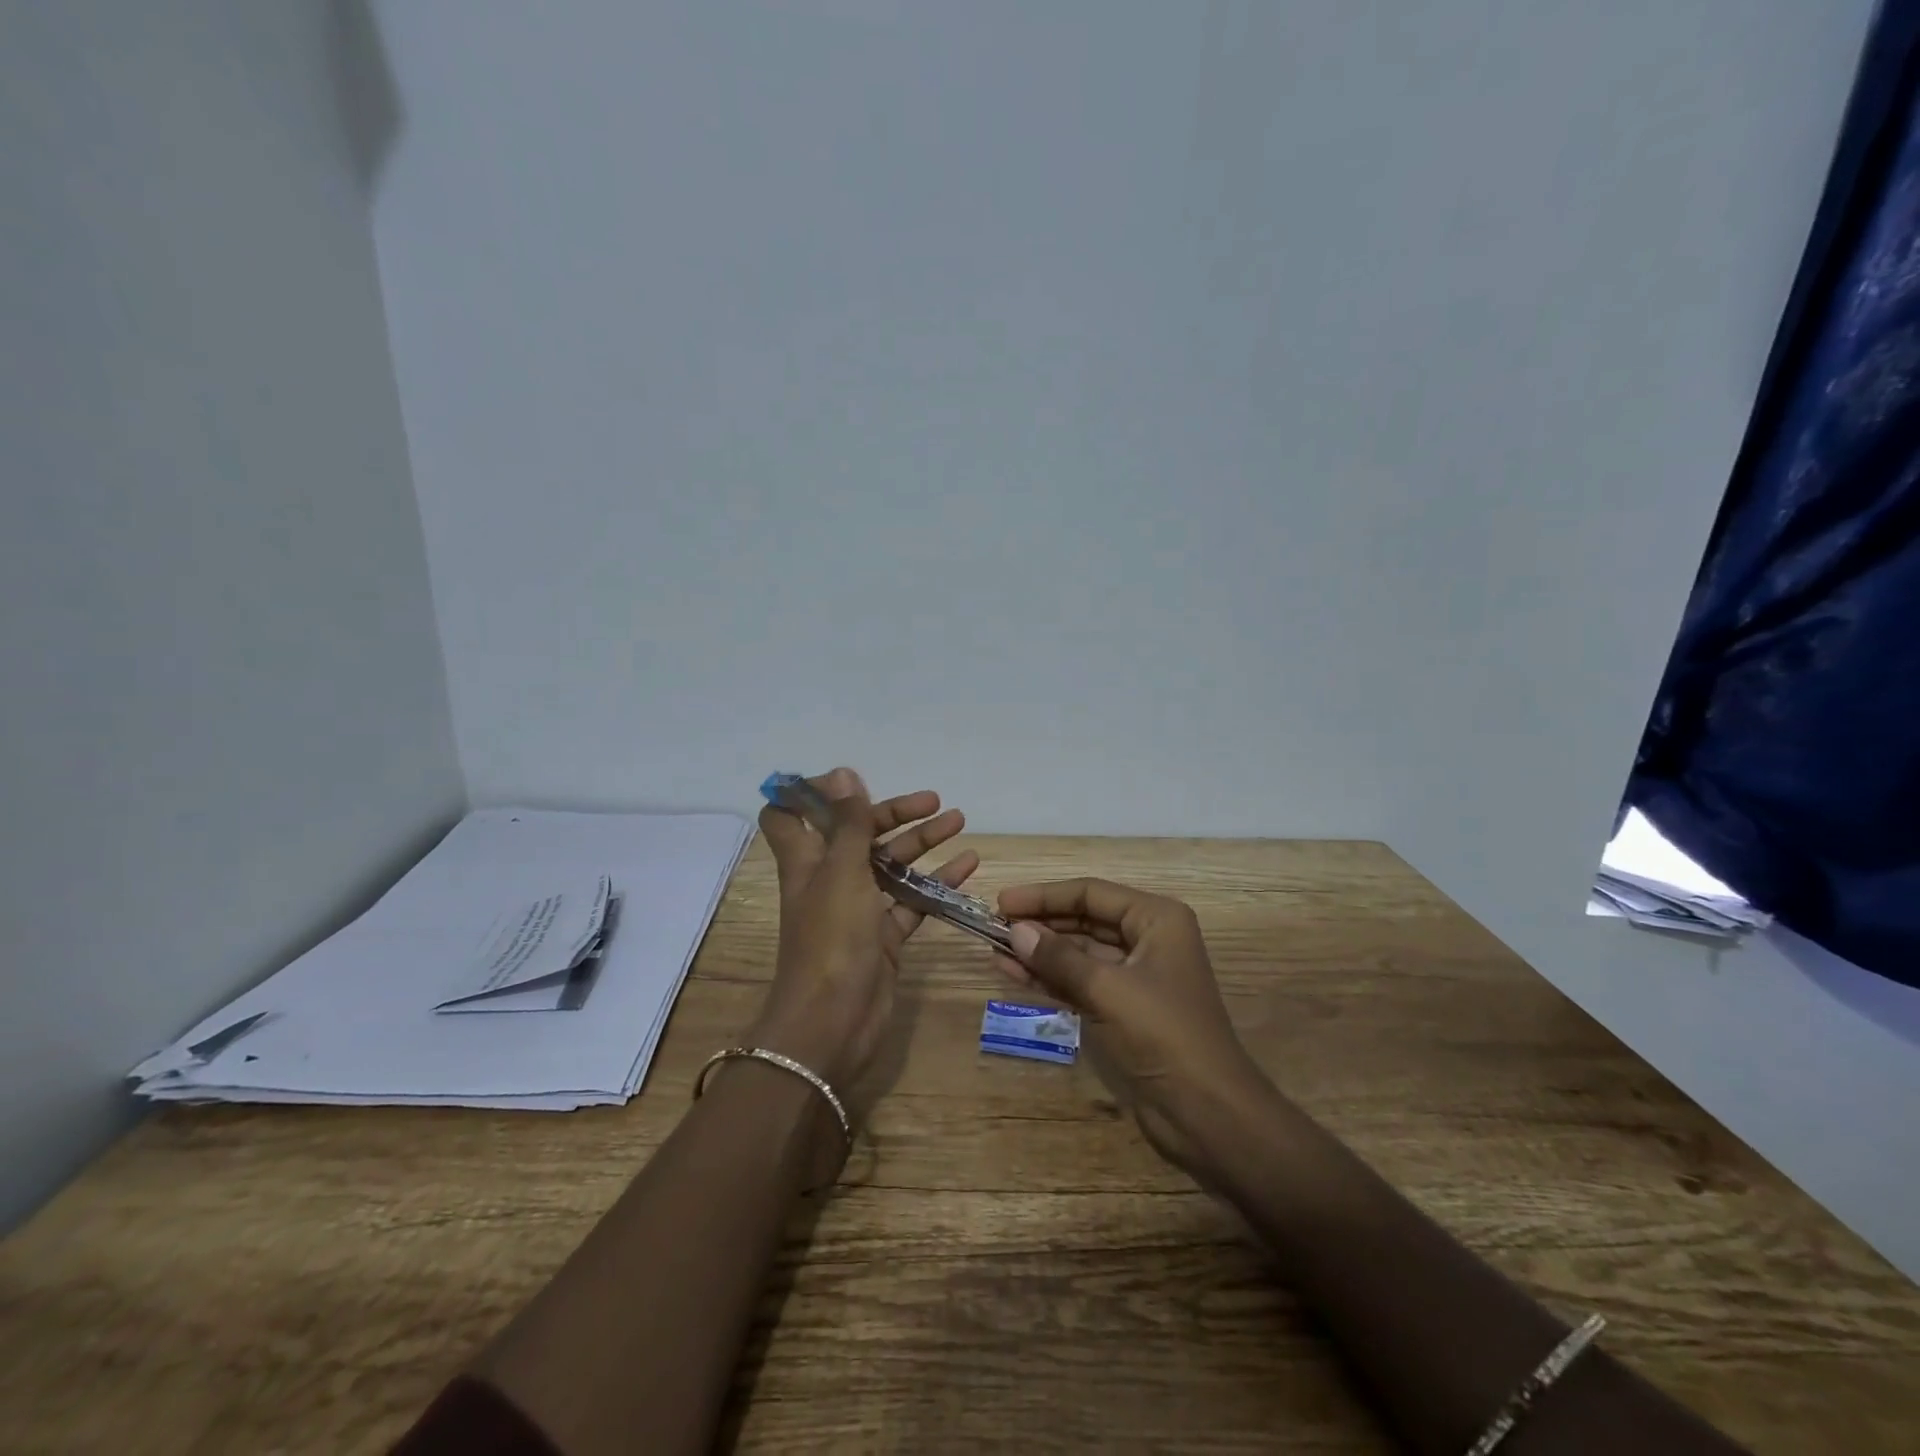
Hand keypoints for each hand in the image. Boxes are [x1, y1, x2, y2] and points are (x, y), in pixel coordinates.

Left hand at [752, 768, 975, 1094]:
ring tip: (959, 821)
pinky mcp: (883, 937)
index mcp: (806, 861)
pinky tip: (968, 867)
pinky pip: (912, 901)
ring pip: (890, 865)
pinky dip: (937, 883)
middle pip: (857, 834)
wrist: (833, 1024)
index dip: (810, 794)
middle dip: (892, 813)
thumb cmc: (831, 939)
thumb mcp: (841, 872)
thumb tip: (843, 773)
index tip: (849, 782)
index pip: (789, 816)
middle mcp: (829, 880)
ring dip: (921, 842)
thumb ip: (847, 824)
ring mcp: (857, 910)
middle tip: (933, 801)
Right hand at [992, 879, 1270, 1178]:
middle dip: (1040, 922)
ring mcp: (1135, 976)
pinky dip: (1048, 977)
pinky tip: (1012, 973)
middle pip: (1084, 919)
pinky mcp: (1123, 1009)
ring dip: (1039, 951)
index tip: (1002, 902)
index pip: (1091, 893)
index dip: (1044, 895)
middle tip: (992, 925)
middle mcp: (1147, 939)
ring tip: (994, 949)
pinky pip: (1079, 981)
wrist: (1208, 1113)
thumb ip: (1059, 958)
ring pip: (1078, 952)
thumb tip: (1014, 930)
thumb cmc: (1164, 1035)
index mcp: (1156, 919)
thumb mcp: (1108, 990)